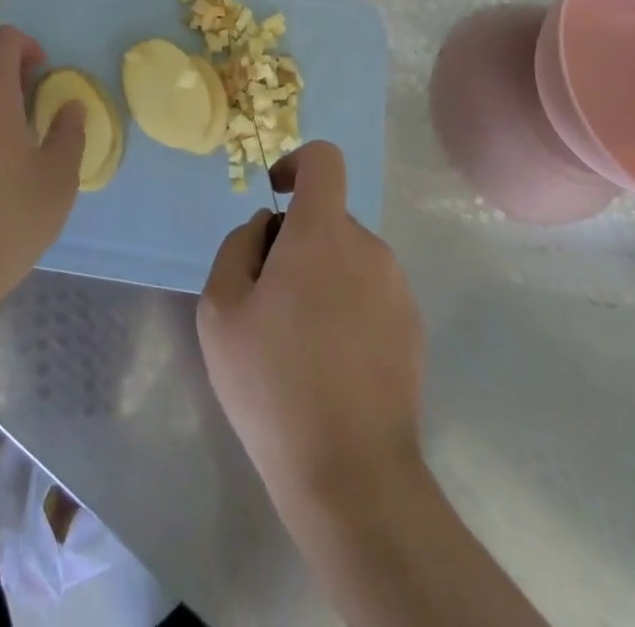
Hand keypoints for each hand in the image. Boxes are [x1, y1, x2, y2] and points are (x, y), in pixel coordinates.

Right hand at [197, 142, 425, 516]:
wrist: (352, 475)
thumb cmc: (274, 384)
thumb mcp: (221, 310)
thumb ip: (238, 247)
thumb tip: (266, 228)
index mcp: (323, 233)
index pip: (324, 160)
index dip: (296, 164)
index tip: (276, 197)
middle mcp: (369, 247)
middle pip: (328, 218)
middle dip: (296, 242)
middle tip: (269, 303)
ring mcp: (397, 288)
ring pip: (348, 258)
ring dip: (321, 278)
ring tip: (298, 343)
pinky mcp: (413, 327)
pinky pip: (370, 293)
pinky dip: (347, 307)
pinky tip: (331, 365)